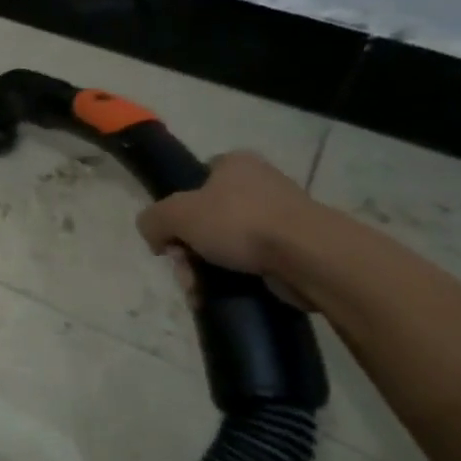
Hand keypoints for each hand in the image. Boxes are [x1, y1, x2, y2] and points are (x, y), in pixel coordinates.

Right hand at [135, 151, 315, 307]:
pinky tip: (224, 296)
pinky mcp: (296, 248)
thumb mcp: (175, 214)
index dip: (178, 209)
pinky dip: (235, 280)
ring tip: (201, 291)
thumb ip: (152, 220)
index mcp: (235, 164)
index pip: (196, 181)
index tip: (173, 236)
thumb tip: (154, 236)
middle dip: (188, 250)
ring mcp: (282, 217)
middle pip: (206, 219)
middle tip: (185, 270)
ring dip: (207, 270)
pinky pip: (252, 263)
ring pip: (227, 245)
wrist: (309, 256)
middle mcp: (260, 184)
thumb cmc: (239, 222)